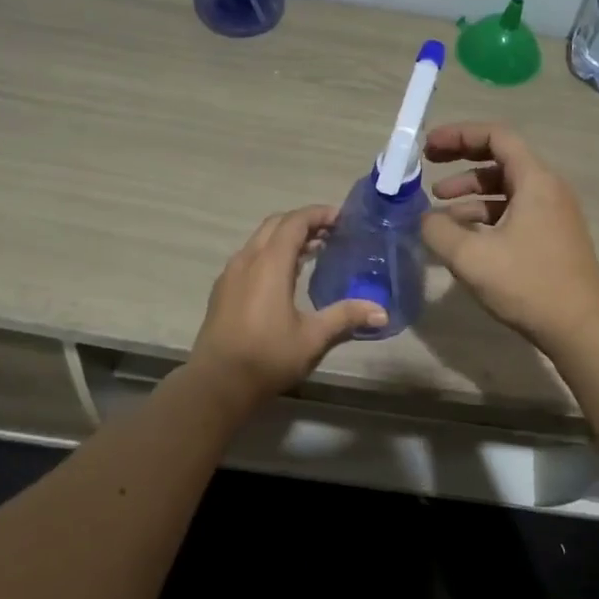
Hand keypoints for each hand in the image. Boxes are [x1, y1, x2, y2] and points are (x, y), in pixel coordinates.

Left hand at [190, 206, 387, 403]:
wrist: (217, 384)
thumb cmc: (267, 357)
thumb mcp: (312, 338)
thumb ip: (346, 317)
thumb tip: (382, 311)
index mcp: (269, 264)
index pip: (294, 222)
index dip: (318, 214)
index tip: (342, 218)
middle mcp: (247, 260)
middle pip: (276, 225)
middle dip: (303, 222)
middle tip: (332, 233)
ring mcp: (231, 274)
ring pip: (260, 240)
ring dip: (286, 238)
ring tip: (314, 251)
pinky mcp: (223, 290)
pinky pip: (249, 257)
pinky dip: (271, 253)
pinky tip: (285, 276)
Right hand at [420, 122, 598, 352]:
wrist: (581, 328)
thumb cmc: (528, 284)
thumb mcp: (471, 257)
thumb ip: (439, 230)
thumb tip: (426, 219)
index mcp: (535, 180)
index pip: (496, 136)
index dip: (459, 134)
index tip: (427, 145)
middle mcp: (548, 189)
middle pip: (500, 160)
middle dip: (460, 161)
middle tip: (427, 168)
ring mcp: (553, 214)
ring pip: (505, 190)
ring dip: (470, 194)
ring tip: (438, 211)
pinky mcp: (551, 237)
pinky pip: (513, 212)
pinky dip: (485, 216)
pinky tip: (463, 237)